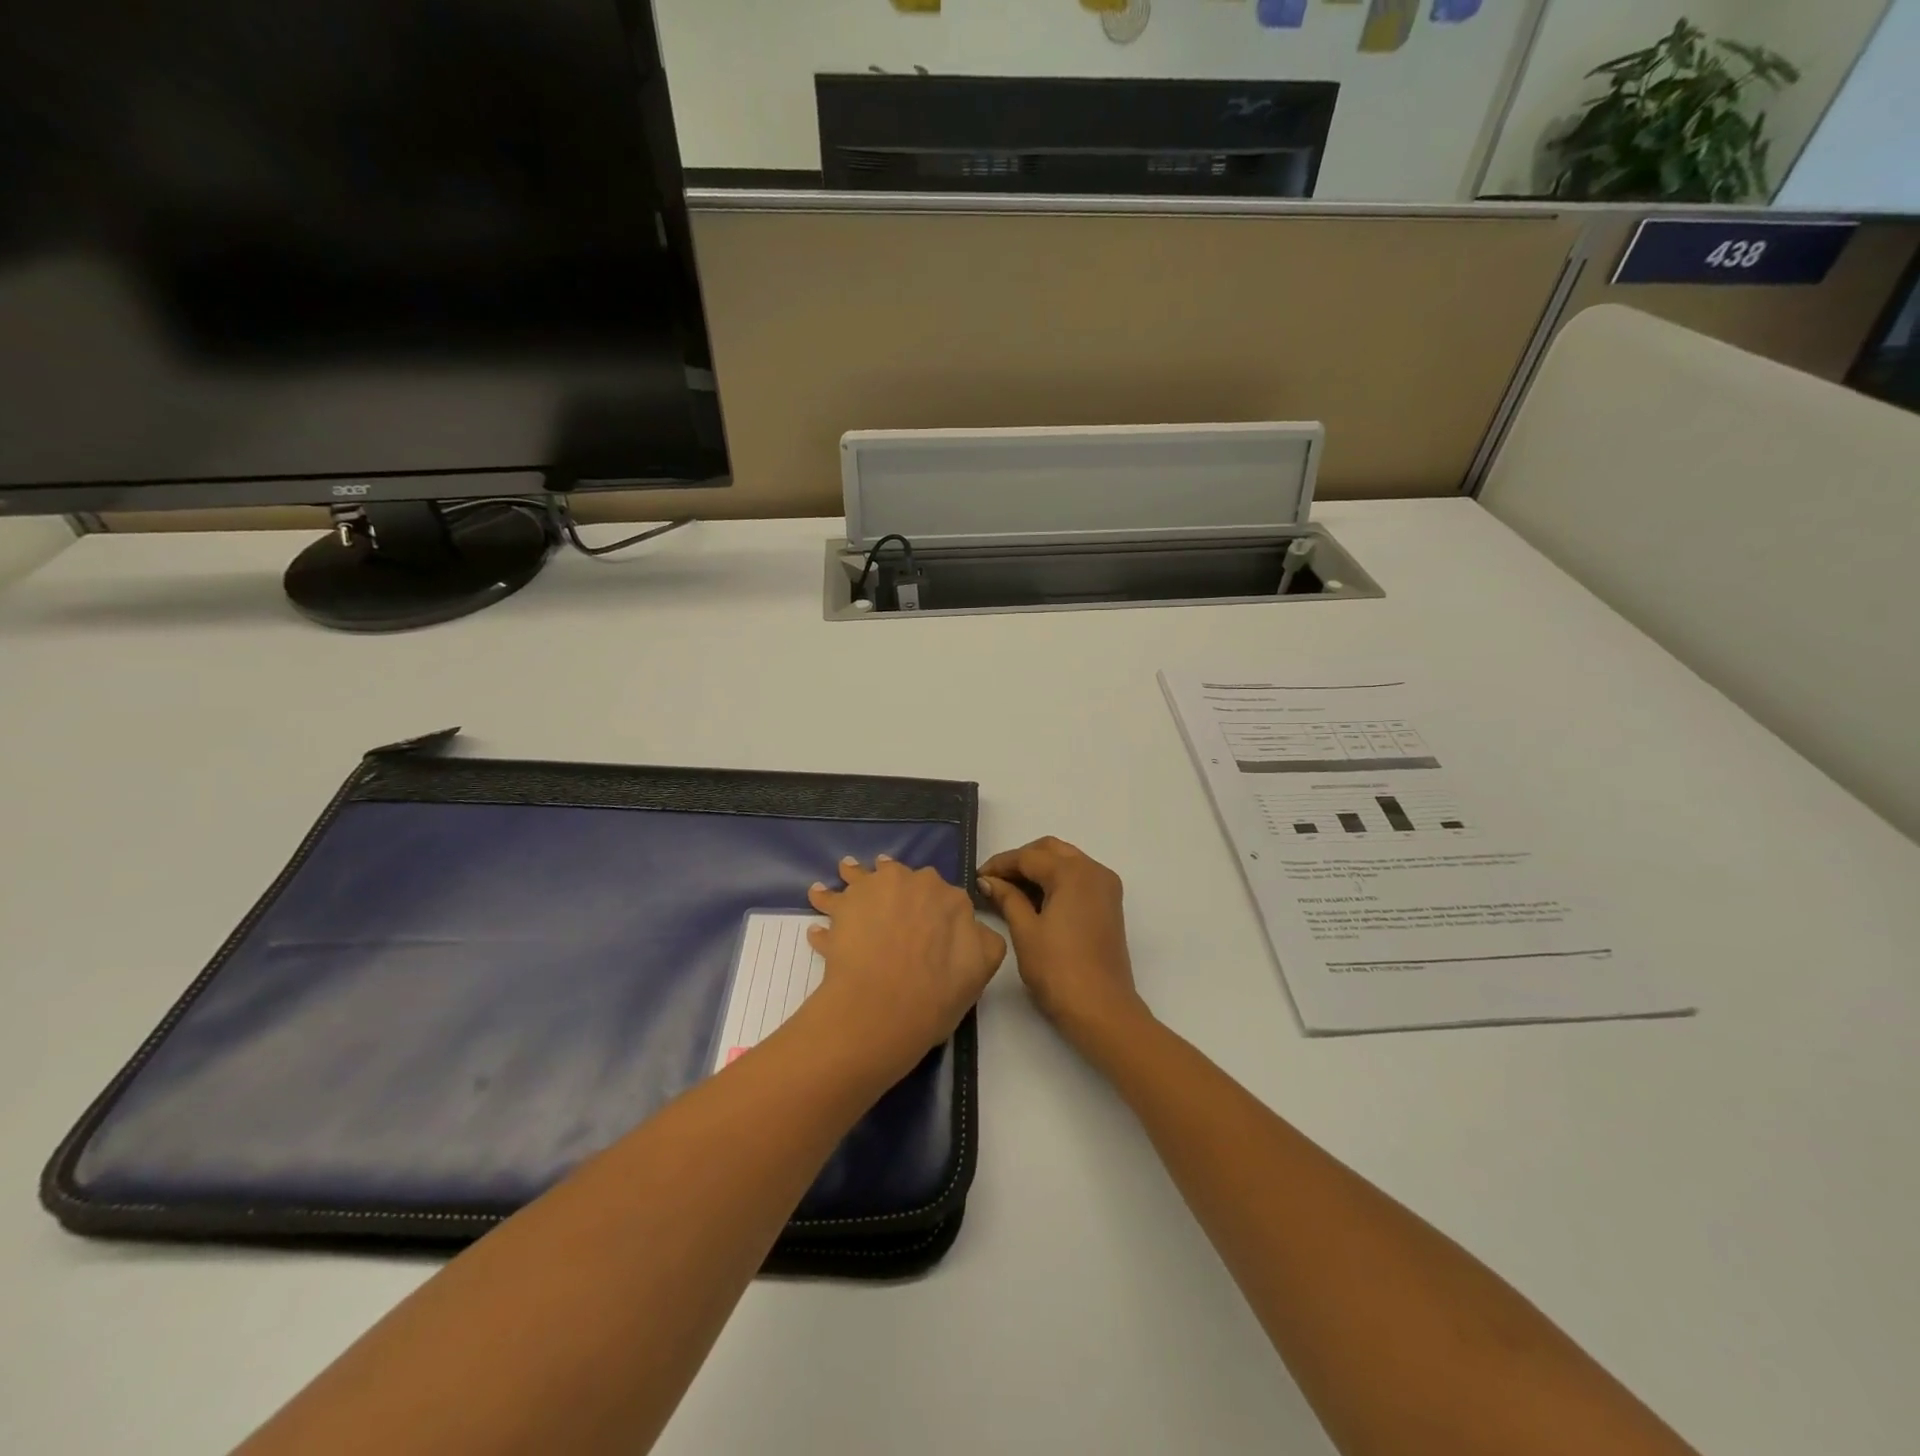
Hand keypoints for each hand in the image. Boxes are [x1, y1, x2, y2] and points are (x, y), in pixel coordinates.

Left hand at [803, 856, 1005, 1079]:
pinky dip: (824, 903)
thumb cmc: (937, 993)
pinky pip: (829, 901)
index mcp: (949, 897)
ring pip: (861, 876)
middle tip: (886, 899)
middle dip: (894, 885)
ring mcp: (873, 890)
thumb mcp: (983, 967)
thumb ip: (984, 939)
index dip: (935, 909)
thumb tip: (973, 926)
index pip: (944, 895)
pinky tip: (819, 916)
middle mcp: (911, 883)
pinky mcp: (841, 906)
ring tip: (844, 878)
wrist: (883, 1007)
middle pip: (900, 876)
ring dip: (853, 876)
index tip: (928, 920)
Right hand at [977, 838, 1147, 1045]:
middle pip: (1051, 851)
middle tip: (994, 880)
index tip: (977, 877)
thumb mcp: (1025, 931)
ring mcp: (1105, 887)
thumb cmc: (1058, 970)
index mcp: (1073, 872)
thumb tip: (988, 881)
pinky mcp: (1109, 905)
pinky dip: (1056, 881)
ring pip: (1067, 862)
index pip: (1029, 857)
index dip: (1000, 865)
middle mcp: (1094, 870)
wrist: (1102, 1010)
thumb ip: (1007, 898)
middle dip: (1021, 861)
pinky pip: (1078, 878)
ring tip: (1010, 890)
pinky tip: (1035, 900)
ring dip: (1039, 869)